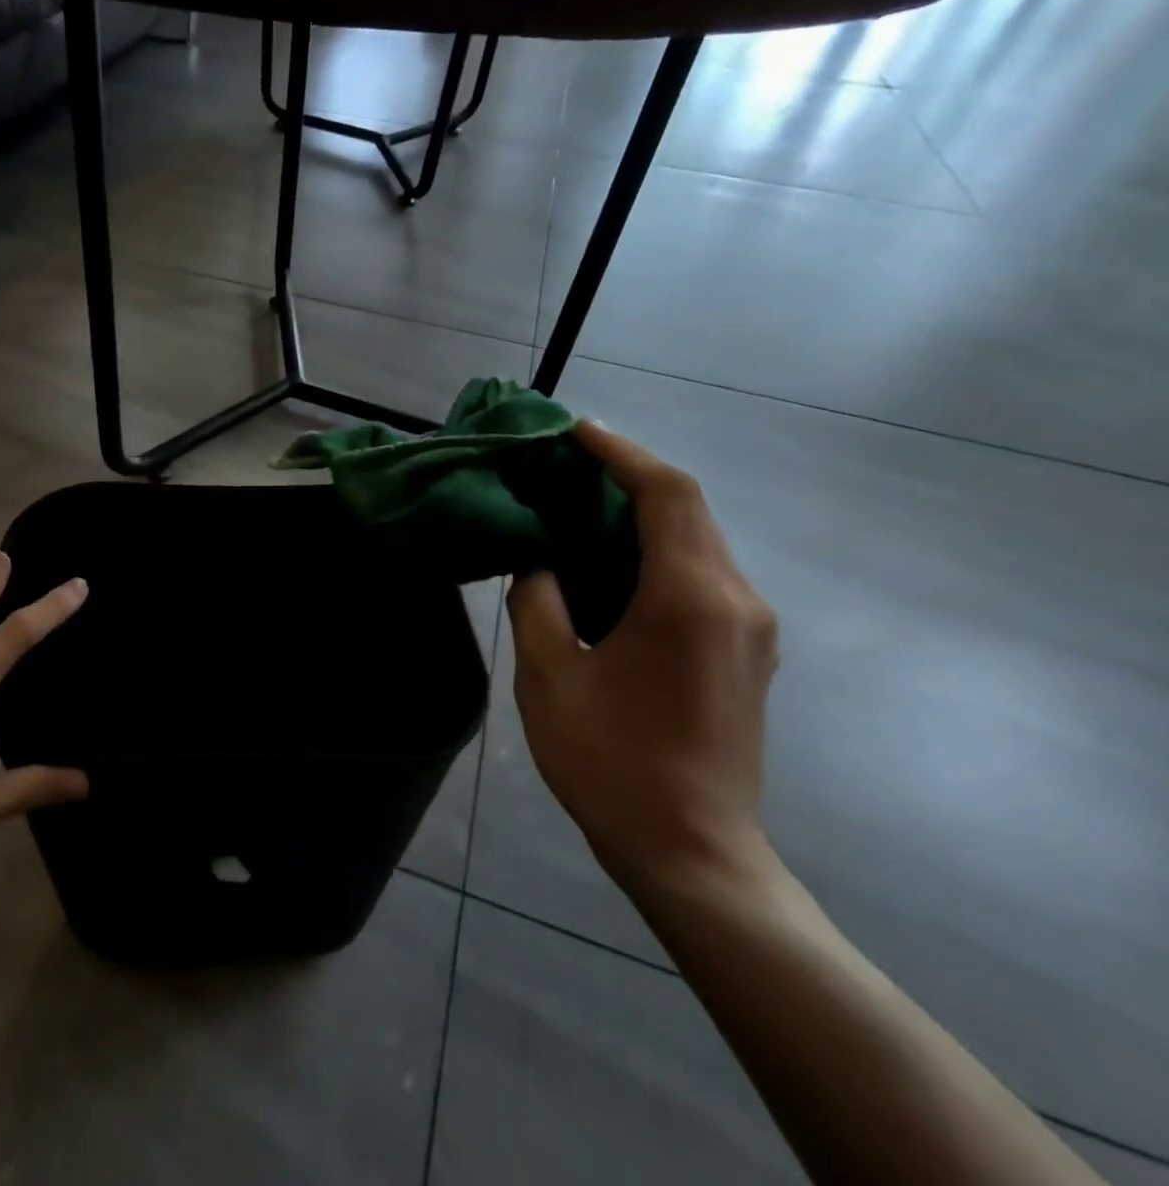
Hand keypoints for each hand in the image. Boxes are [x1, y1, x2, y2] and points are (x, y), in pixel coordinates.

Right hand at [509, 422, 779, 891]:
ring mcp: (750, 629)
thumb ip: (538, 600)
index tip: (575, 433)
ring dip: (642, 515)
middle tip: (564, 468)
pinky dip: (657, 550)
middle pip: (688, 510)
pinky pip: (703, 575)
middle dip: (629, 478)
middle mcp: (736, 600)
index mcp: (690, 597)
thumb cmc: (612, 762)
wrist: (693, 854)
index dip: (621, 454)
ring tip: (578, 509)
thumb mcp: (549, 675)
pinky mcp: (746, 652)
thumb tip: (539, 560)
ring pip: (698, 541)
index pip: (666, 493)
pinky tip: (610, 564)